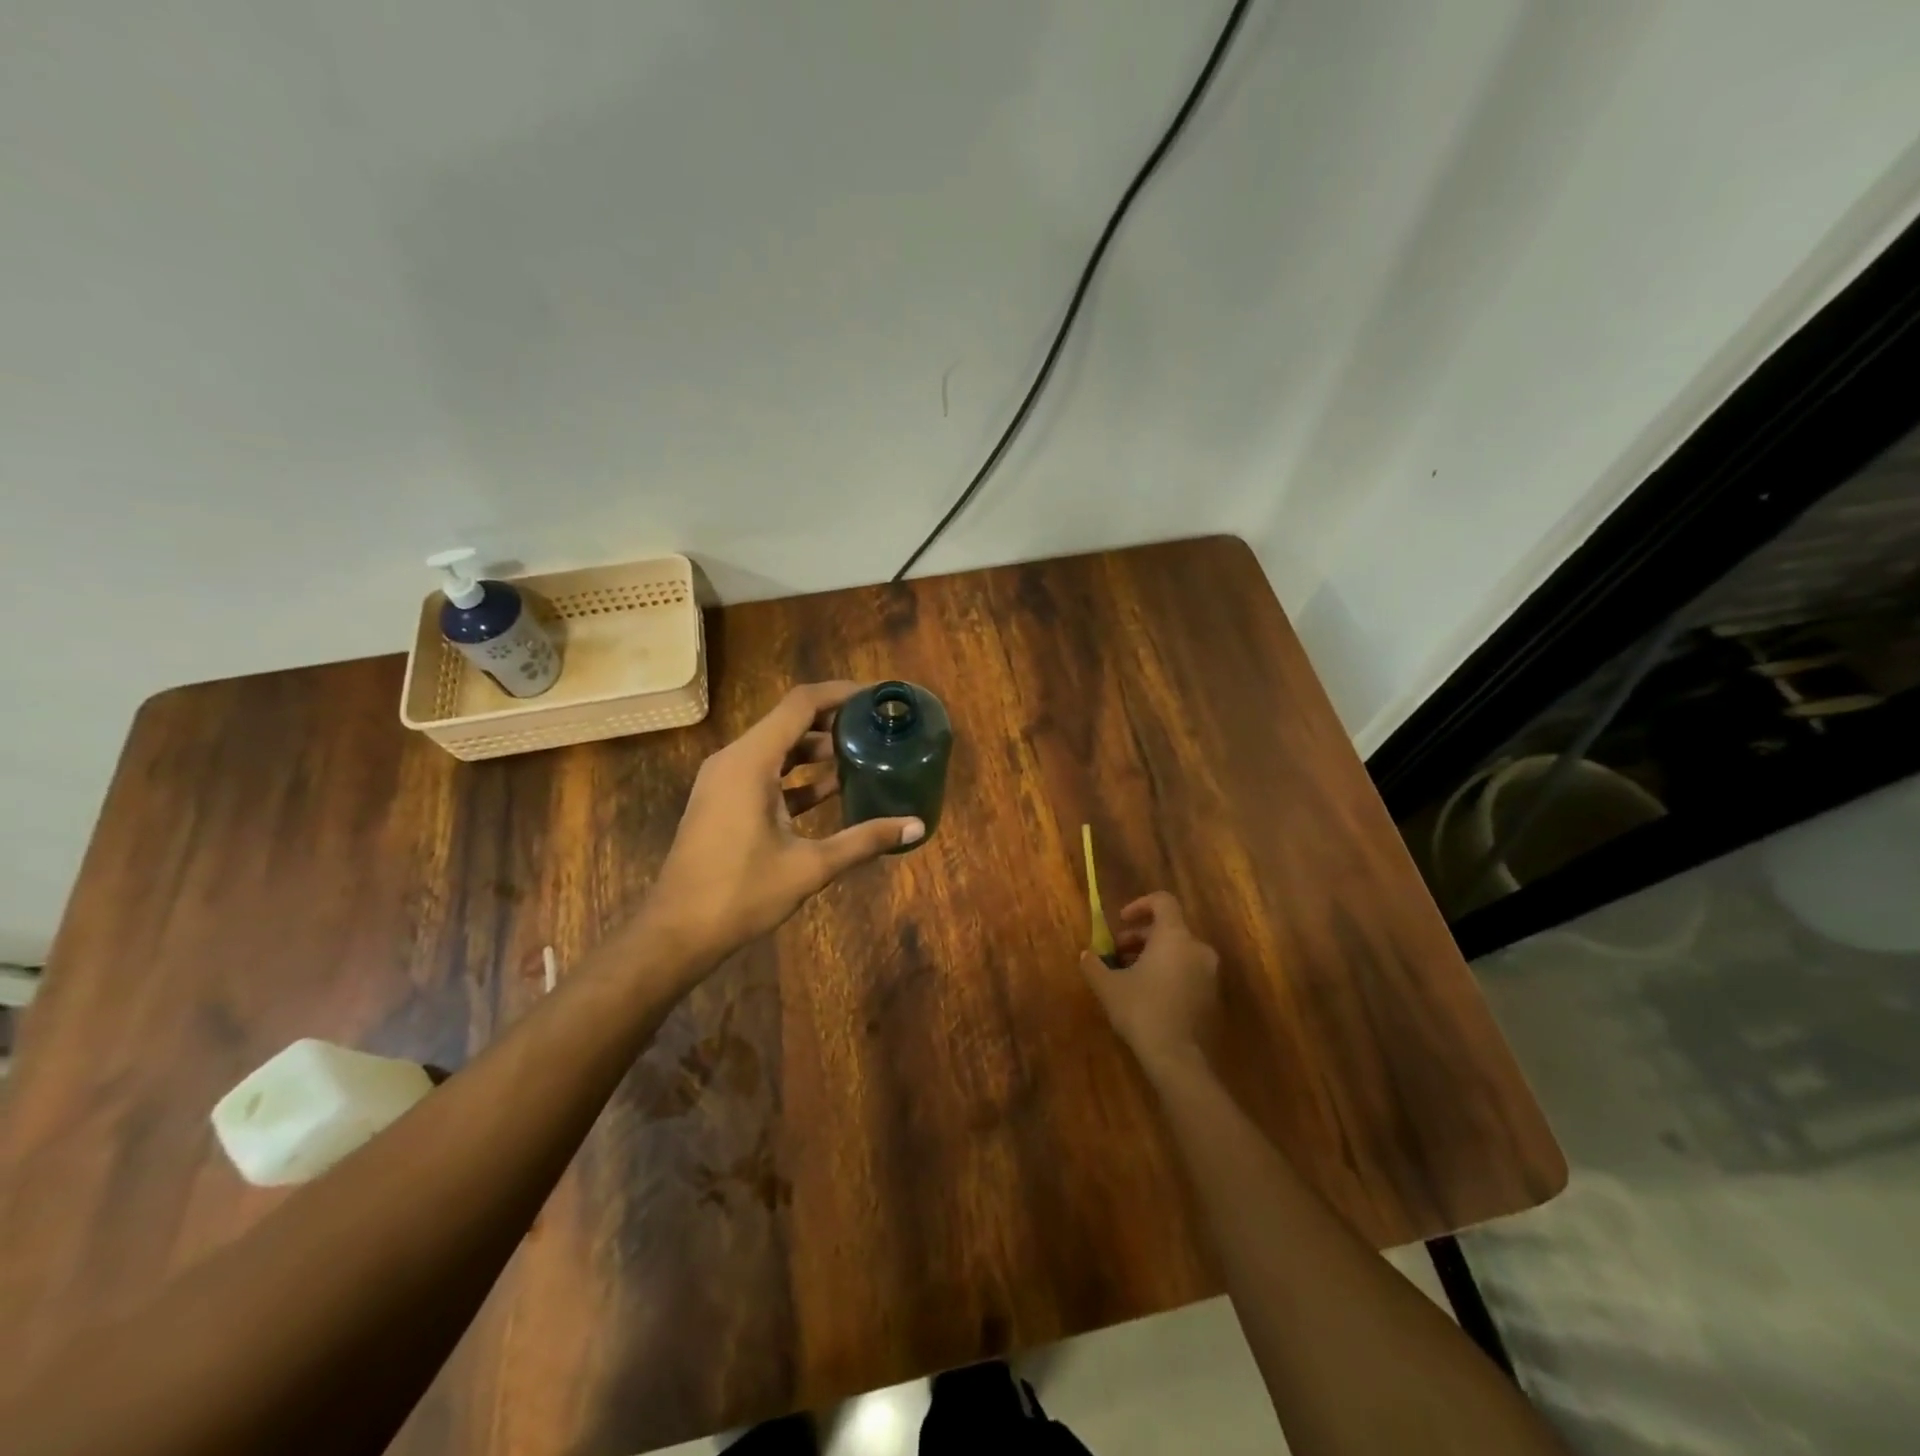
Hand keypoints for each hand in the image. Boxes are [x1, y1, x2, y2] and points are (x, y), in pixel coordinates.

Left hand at [651, 682, 924, 965]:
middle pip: (789, 721)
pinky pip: (766, 772)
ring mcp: (725, 780)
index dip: (840, 694)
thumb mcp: (810, 866)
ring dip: (816, 750)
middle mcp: (734, 759)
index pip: (800, 704)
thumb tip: (916, 826)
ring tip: (863, 755)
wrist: (677, 932)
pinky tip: (832, 790)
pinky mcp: (724, 801)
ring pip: (777, 748)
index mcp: (751, 761)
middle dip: (834, 721)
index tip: (876, 697)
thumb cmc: (741, 893)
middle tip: (877, 728)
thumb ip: (864, 840)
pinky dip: (797, 775)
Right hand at [1080, 892, 1218, 1077]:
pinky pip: (1188, 971)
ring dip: (1154, 955)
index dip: (1140, 905)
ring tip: (1130, 975)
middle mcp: (1197, 948)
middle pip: (1169, 928)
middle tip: (1118, 953)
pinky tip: (1149, 995)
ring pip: (1179, 951)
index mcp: (1174, 936)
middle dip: (1141, 936)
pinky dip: (1169, 973)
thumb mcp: (1108, 986)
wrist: (1178, 1058)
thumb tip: (1085, 954)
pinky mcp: (1213, 996)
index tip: (1120, 922)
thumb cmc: (1141, 1010)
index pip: (1163, 901)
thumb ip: (1095, 965)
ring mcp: (1209, 973)